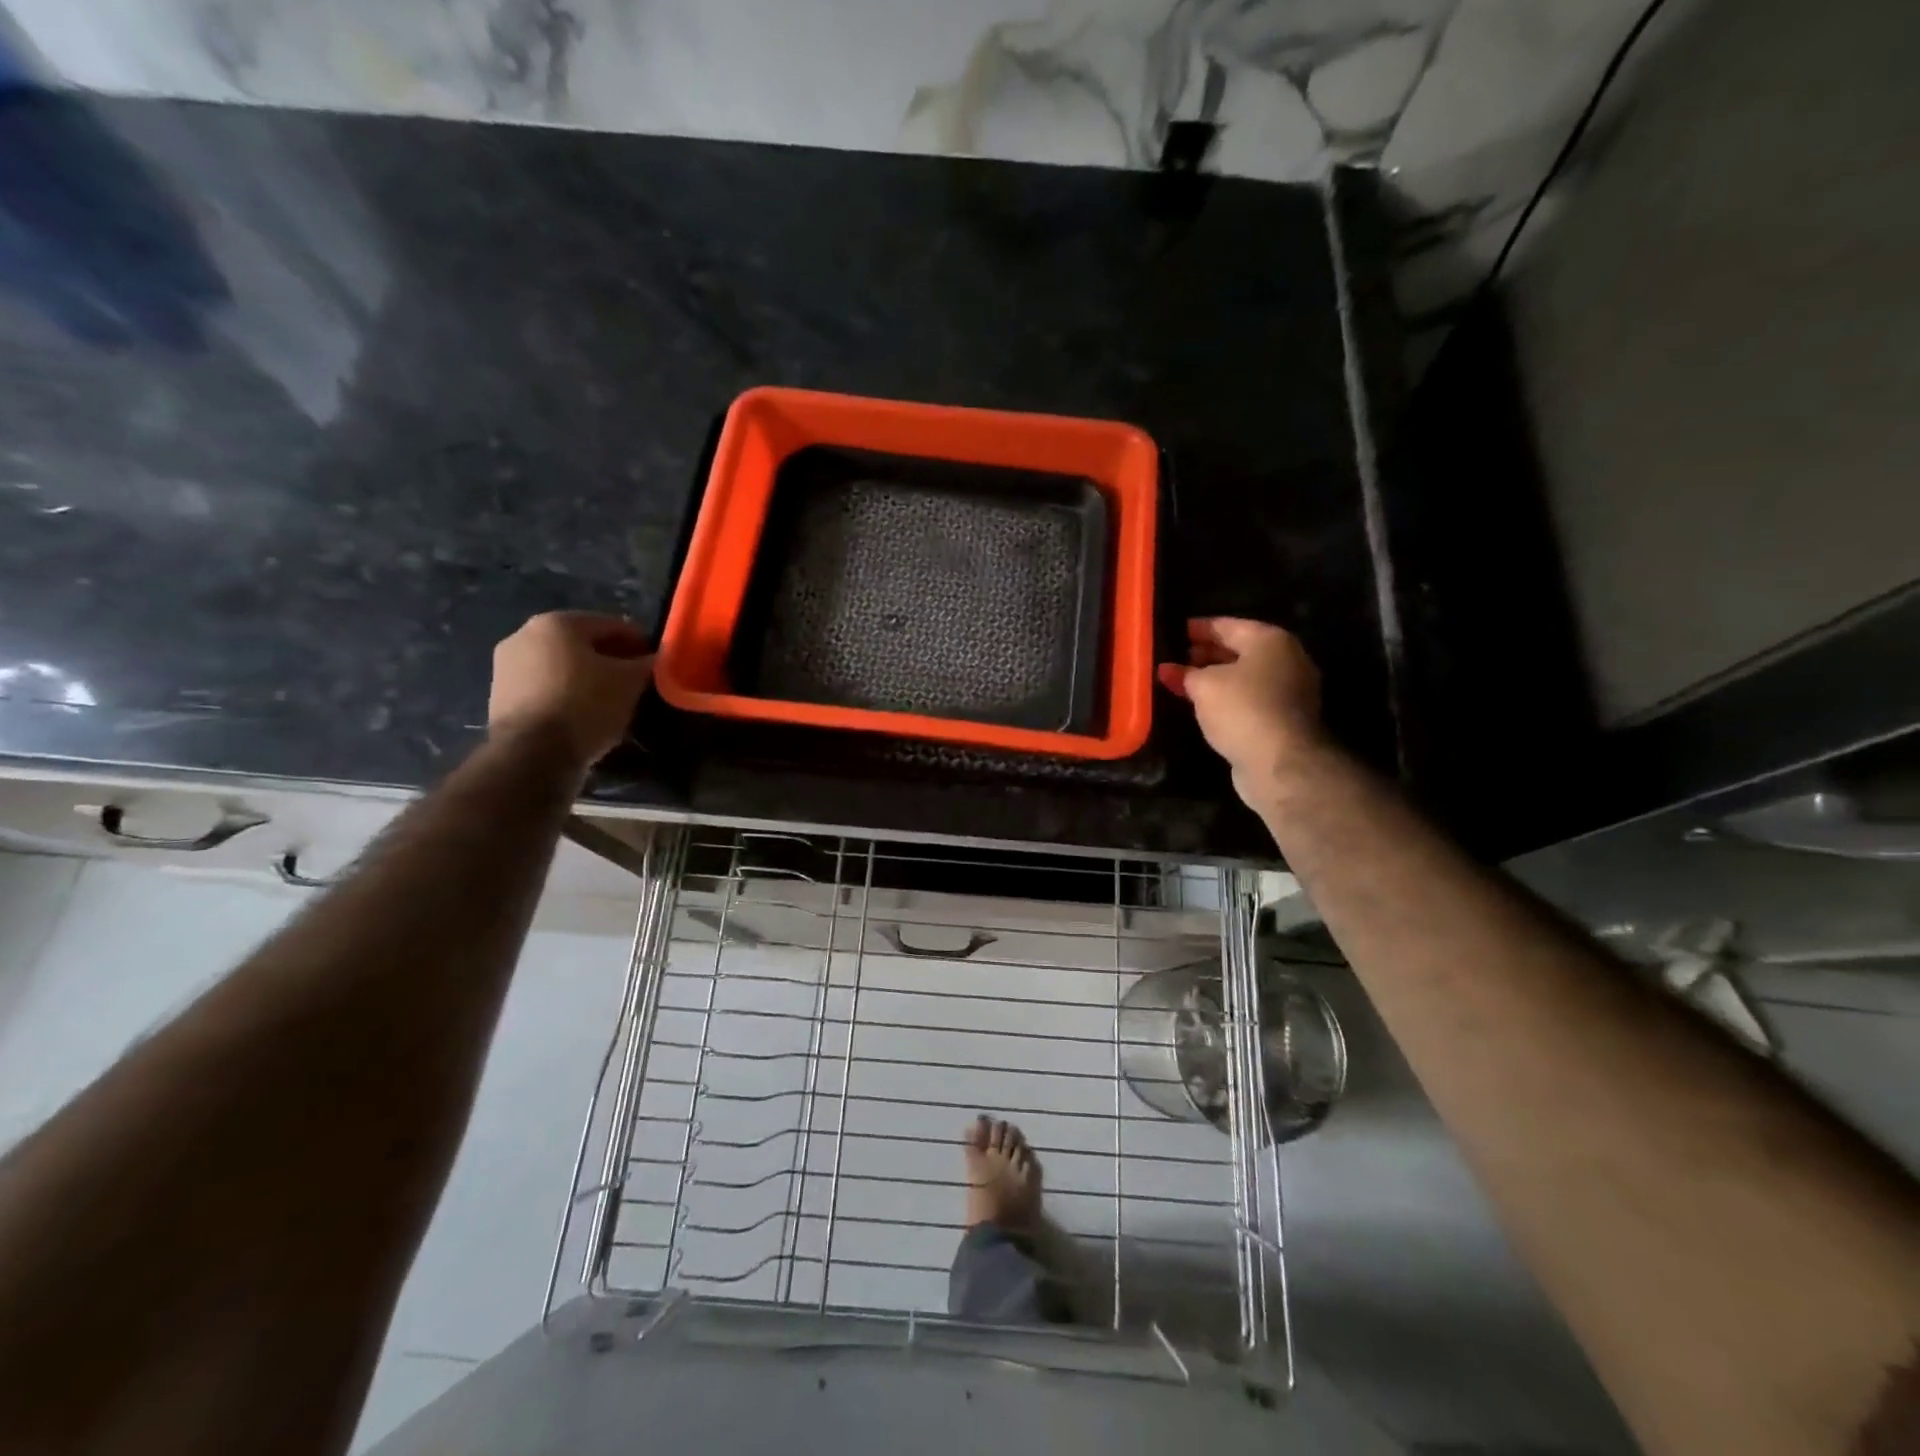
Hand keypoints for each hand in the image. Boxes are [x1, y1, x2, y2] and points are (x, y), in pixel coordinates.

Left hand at [488, 612, 653, 768]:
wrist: (531, 753)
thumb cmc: (585, 705)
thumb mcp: (630, 683)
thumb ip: (646, 664)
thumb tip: (654, 659)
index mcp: (558, 622)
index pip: (612, 625)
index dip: (640, 643)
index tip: (656, 664)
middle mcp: (525, 635)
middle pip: (583, 644)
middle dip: (611, 661)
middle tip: (635, 683)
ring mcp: (506, 666)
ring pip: (562, 667)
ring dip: (588, 679)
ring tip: (612, 702)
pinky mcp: (500, 697)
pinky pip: (545, 688)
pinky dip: (567, 696)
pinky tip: (584, 716)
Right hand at [1158, 618, 1324, 801]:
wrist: (1280, 762)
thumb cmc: (1241, 709)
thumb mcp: (1204, 686)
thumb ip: (1184, 674)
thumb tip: (1166, 669)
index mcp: (1270, 640)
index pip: (1226, 625)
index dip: (1197, 629)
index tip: (1172, 633)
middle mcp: (1286, 659)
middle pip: (1238, 650)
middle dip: (1205, 655)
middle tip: (1174, 659)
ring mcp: (1289, 691)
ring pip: (1244, 677)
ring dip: (1215, 680)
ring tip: (1183, 683)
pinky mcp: (1284, 719)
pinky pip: (1249, 699)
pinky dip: (1227, 699)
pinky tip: (1204, 706)